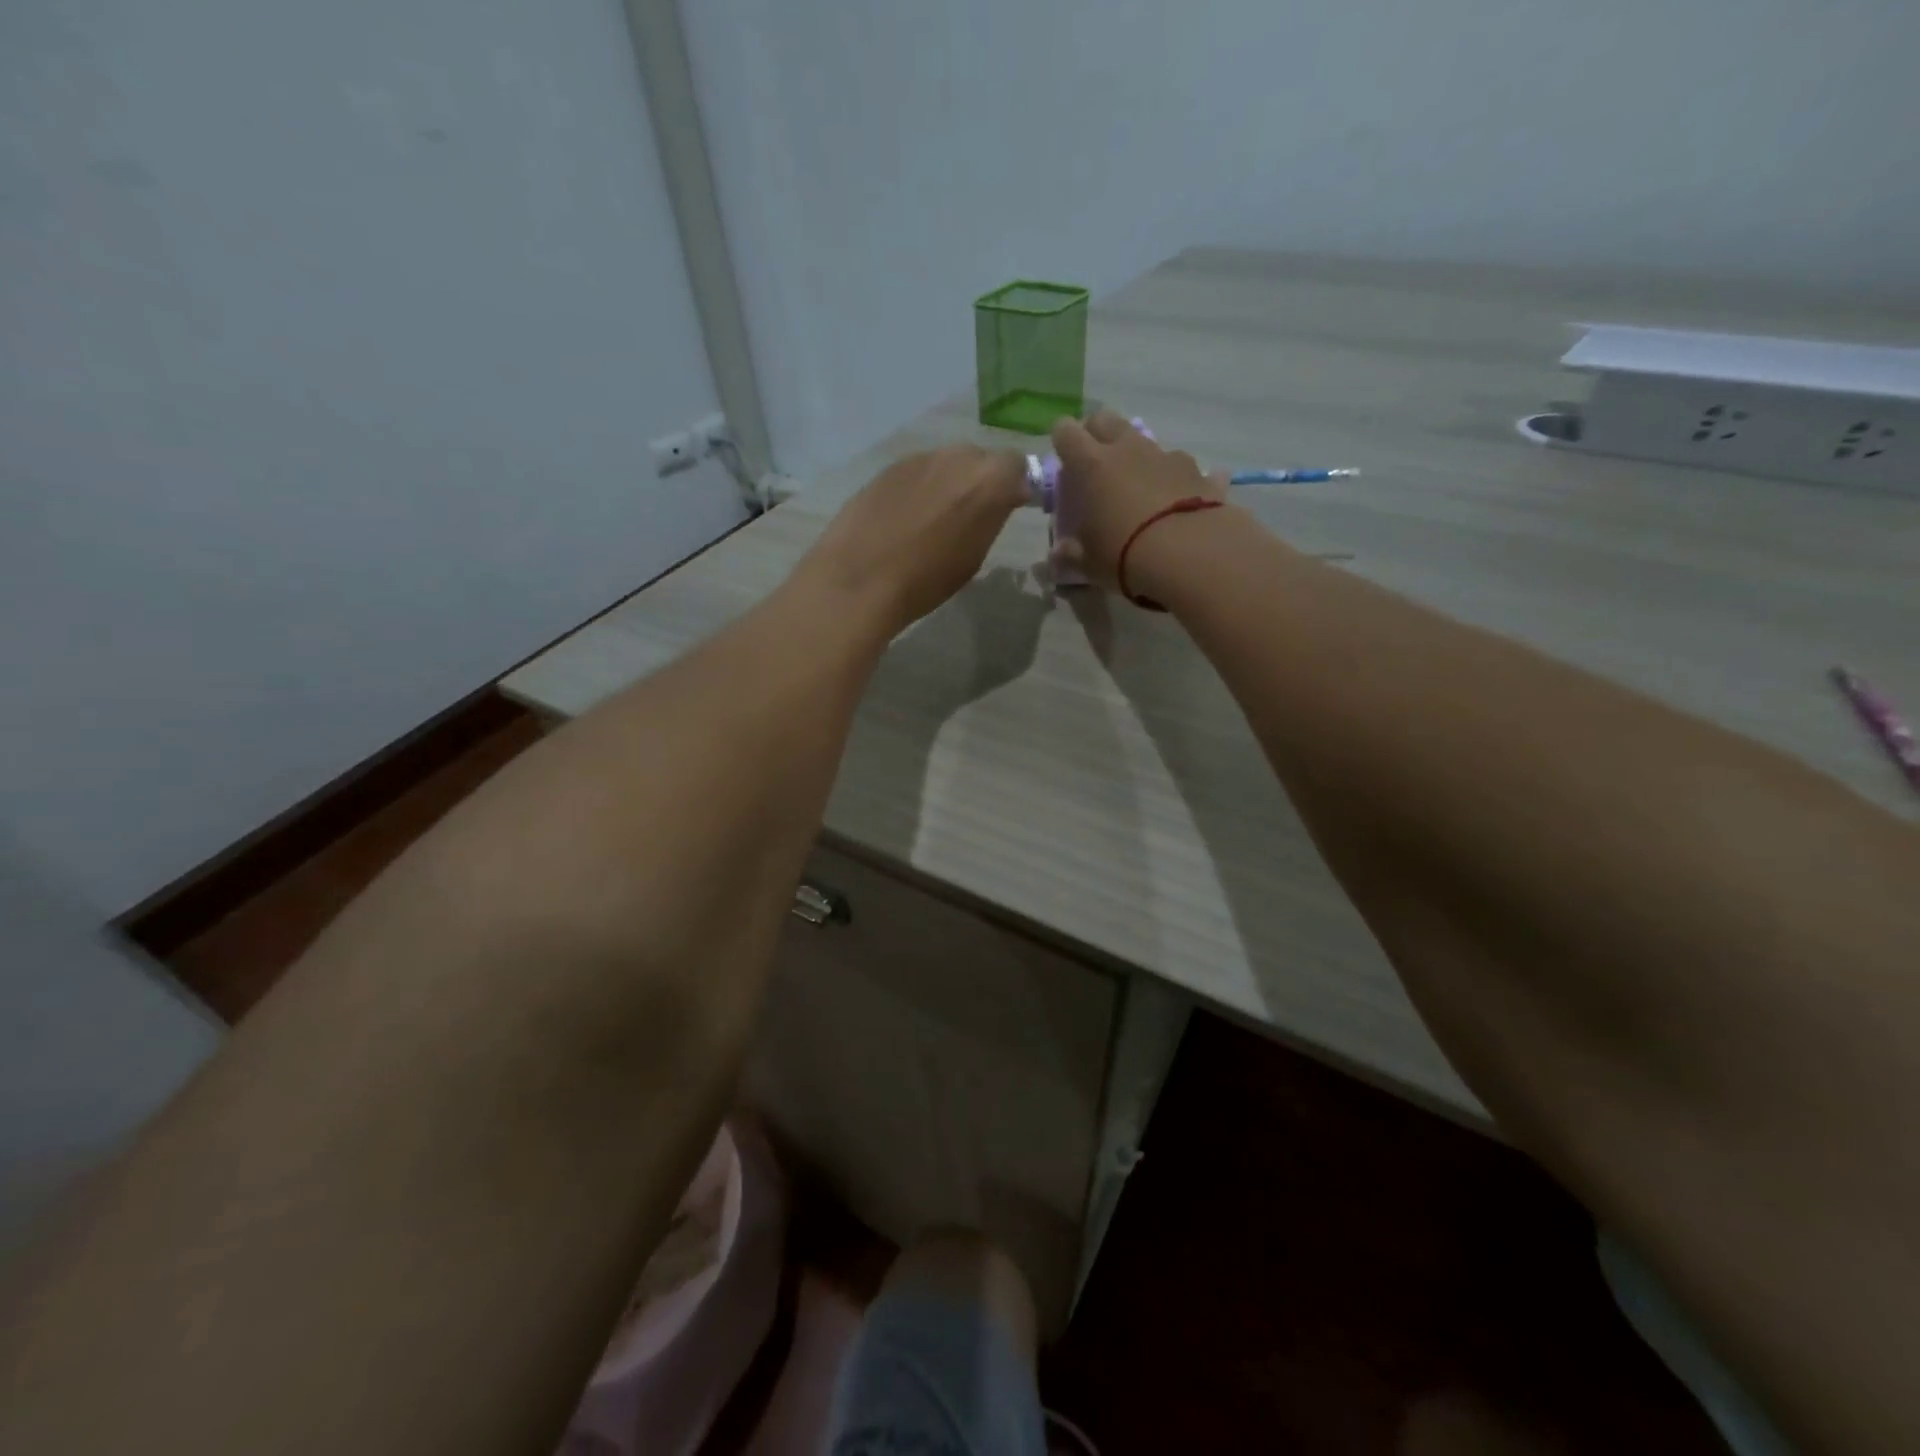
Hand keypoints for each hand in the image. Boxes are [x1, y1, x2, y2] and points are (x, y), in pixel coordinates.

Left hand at [798, 445, 1029, 636]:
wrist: (860, 578)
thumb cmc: (926, 580)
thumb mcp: (974, 556)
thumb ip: (991, 518)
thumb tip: (997, 501)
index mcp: (989, 480)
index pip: (1017, 465)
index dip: (1013, 486)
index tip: (1007, 509)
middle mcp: (957, 457)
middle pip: (979, 459)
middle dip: (980, 482)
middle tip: (969, 516)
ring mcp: (919, 458)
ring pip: (946, 464)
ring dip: (947, 484)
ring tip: (932, 520)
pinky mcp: (888, 466)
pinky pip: (916, 472)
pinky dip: (918, 489)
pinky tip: (903, 518)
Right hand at [1050, 411, 1228, 593]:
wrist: (1192, 555)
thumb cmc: (1125, 555)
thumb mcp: (1089, 563)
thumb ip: (1070, 554)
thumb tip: (1058, 555)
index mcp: (1093, 465)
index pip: (1066, 433)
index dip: (1062, 439)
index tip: (1063, 457)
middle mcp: (1129, 450)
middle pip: (1106, 420)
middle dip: (1097, 433)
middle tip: (1095, 462)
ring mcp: (1167, 457)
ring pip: (1146, 442)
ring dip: (1138, 457)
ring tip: (1139, 488)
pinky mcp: (1199, 473)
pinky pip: (1185, 469)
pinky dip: (1179, 481)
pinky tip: (1183, 502)